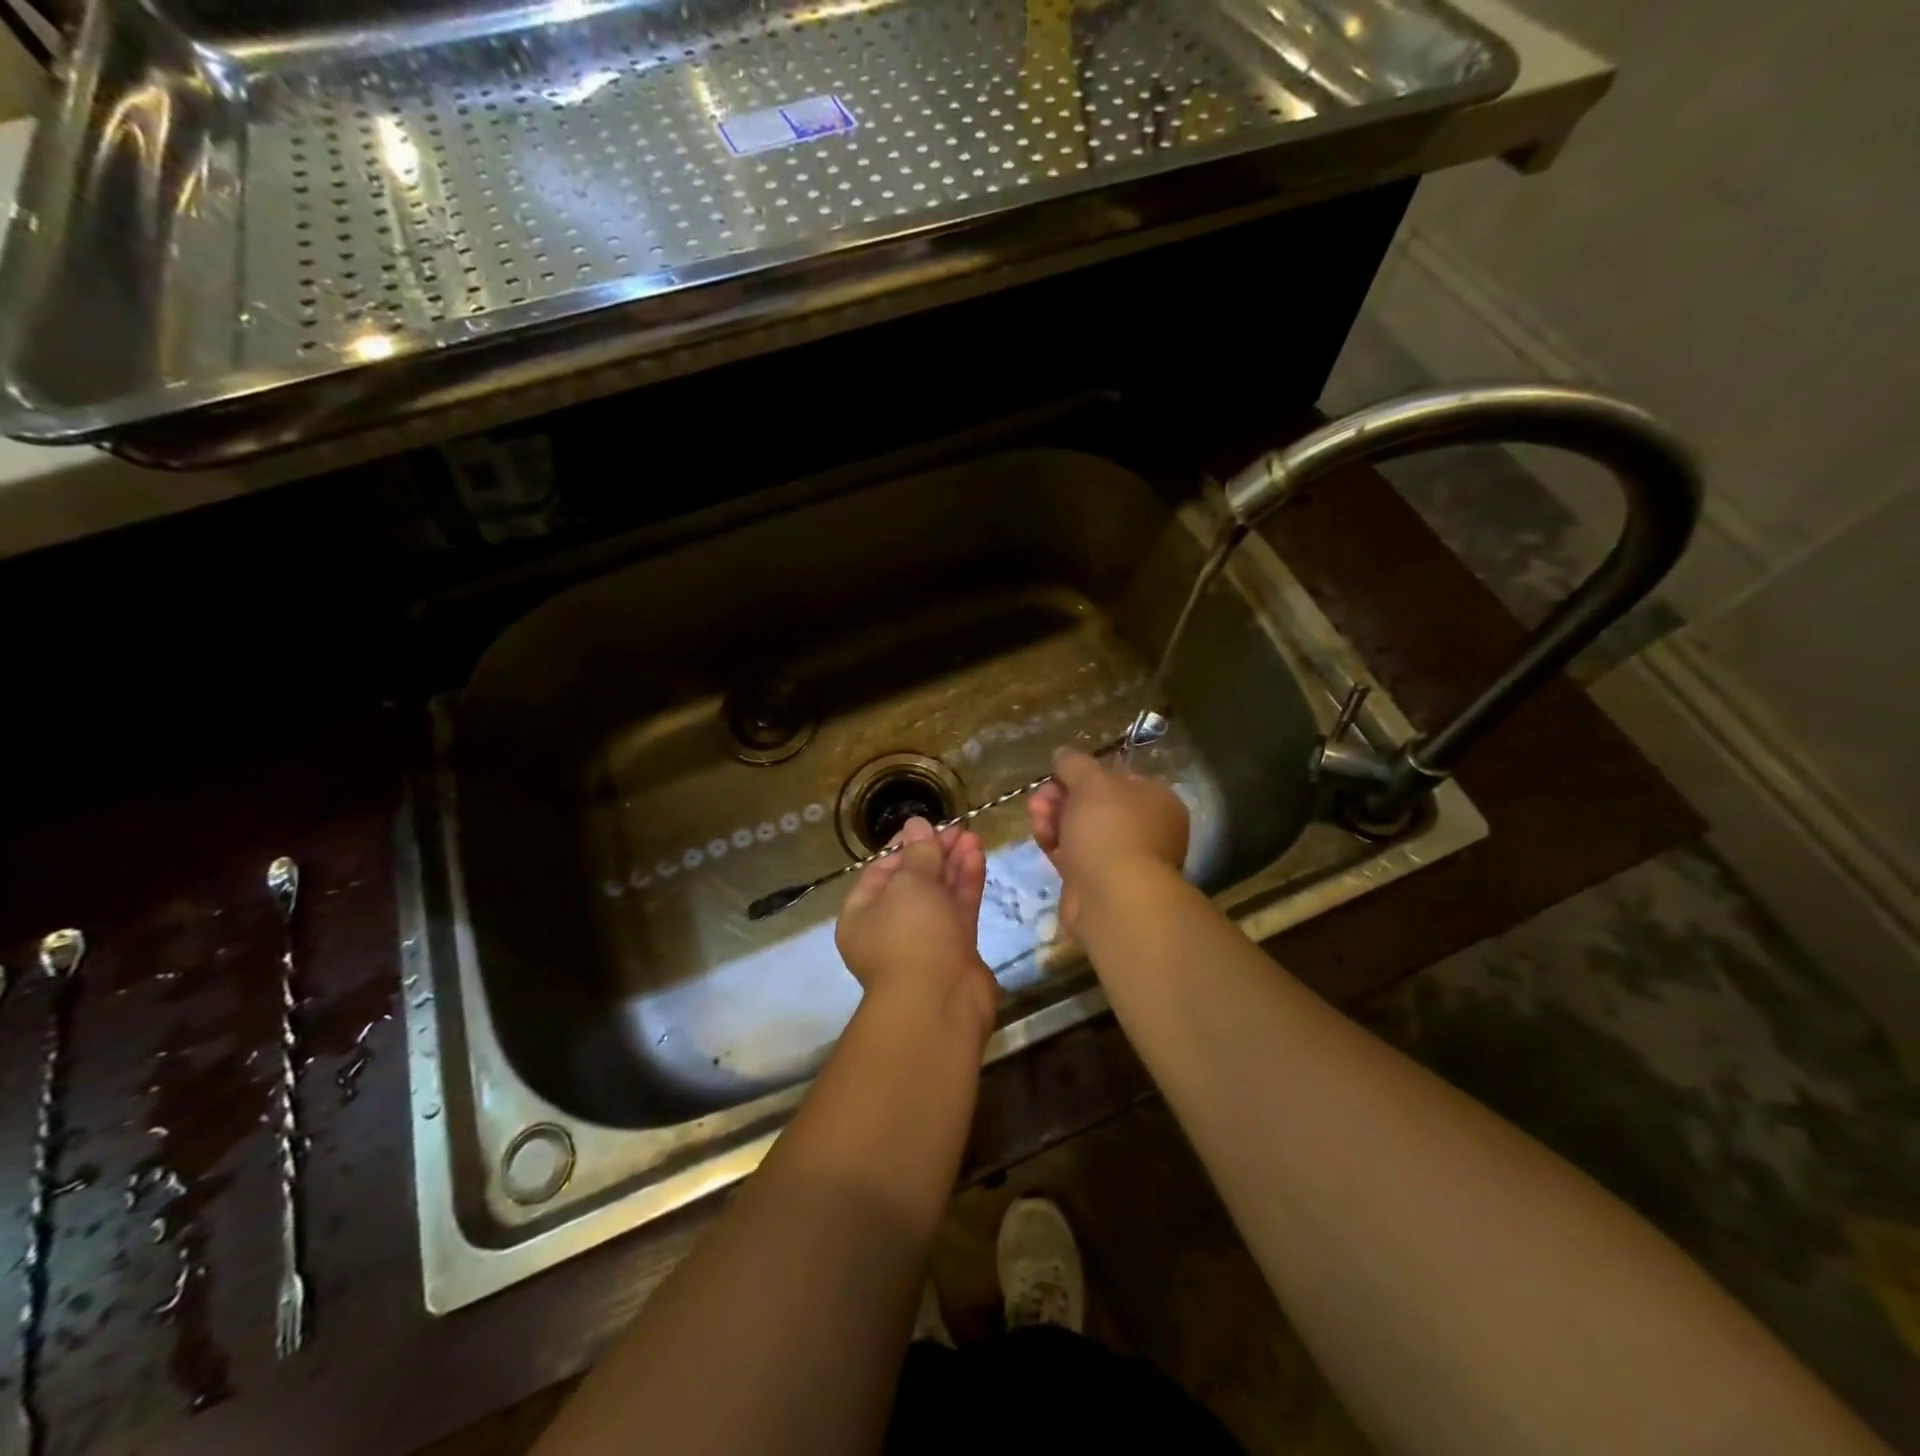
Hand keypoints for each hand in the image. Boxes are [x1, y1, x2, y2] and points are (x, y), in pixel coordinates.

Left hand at [836, 817, 999, 1038]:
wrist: (939, 1002)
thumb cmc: (910, 936)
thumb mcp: (909, 885)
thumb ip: (918, 853)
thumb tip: (916, 823)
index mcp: (862, 915)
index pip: (881, 871)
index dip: (905, 846)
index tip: (928, 826)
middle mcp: (890, 927)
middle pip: (913, 882)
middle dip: (934, 853)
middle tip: (957, 828)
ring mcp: (925, 939)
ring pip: (939, 894)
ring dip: (954, 864)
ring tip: (972, 835)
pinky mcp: (955, 948)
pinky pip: (958, 909)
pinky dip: (966, 882)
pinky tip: (978, 855)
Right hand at [1028, 748, 1188, 934]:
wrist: (1114, 899)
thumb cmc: (1110, 830)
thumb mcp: (1091, 782)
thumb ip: (1074, 763)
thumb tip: (1062, 754)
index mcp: (1156, 801)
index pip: (1117, 777)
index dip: (1083, 774)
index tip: (1057, 775)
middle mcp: (1145, 829)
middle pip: (1094, 804)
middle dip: (1061, 797)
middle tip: (1040, 799)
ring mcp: (1122, 858)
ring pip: (1081, 830)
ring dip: (1054, 818)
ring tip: (1036, 817)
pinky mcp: (1098, 882)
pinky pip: (1074, 855)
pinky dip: (1056, 844)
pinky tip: (1041, 838)